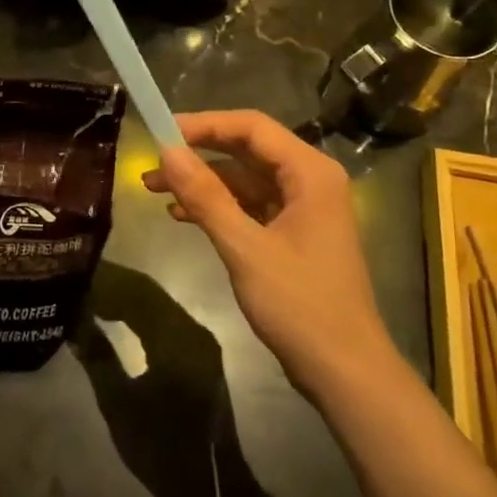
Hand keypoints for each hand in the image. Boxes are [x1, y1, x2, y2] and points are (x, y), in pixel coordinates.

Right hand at [143, 111, 393, 401]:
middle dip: (198, 154)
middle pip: (247, 150)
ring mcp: (303, 208)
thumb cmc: (300, 305)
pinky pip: (249, 206)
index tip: (160, 133)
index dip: (204, 125)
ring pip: (244, 179)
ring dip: (202, 183)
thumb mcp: (245, 248)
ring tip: (155, 191)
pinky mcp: (293, 234)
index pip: (251, 127)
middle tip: (152, 164)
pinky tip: (183, 216)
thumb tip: (166, 152)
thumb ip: (205, 196)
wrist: (344, 371)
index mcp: (311, 173)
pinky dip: (217, 207)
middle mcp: (310, 181)